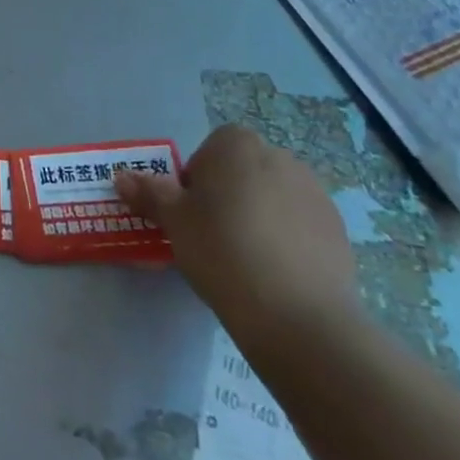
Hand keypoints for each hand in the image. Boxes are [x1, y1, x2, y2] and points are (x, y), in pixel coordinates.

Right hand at [115, 124, 358, 353]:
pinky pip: (300, 224)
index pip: (210, 148)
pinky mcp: (337, 230)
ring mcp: (314, 193)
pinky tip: (275, 272)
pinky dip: (286, 239)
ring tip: (244, 258)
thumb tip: (121, 177)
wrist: (297, 314)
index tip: (191, 212)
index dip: (197, 178)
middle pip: (243, 170)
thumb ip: (149, 194)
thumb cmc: (222, 250)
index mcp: (237, 145)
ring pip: (273, 196)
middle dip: (228, 194)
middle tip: (212, 234)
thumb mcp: (174, 221)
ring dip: (258, 215)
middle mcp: (280, 157)